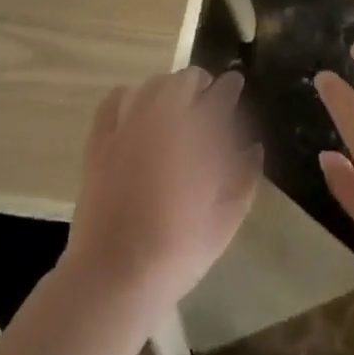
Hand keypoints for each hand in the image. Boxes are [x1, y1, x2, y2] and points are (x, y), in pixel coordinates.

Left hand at [64, 68, 261, 312]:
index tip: (235, 83)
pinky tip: (136, 109)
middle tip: (207, 96)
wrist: (115, 274)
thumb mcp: (227, 219)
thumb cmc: (178, 249)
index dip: (230, 86)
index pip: (219, 95)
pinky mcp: (100, 139)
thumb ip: (246, 177)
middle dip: (200, 83)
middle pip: (184, 80)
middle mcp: (163, 118)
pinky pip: (115, 100)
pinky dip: (130, 96)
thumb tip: (253, 147)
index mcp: (198, 135)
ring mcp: (127, 125)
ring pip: (151, 84)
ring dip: (168, 87)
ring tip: (175, 103)